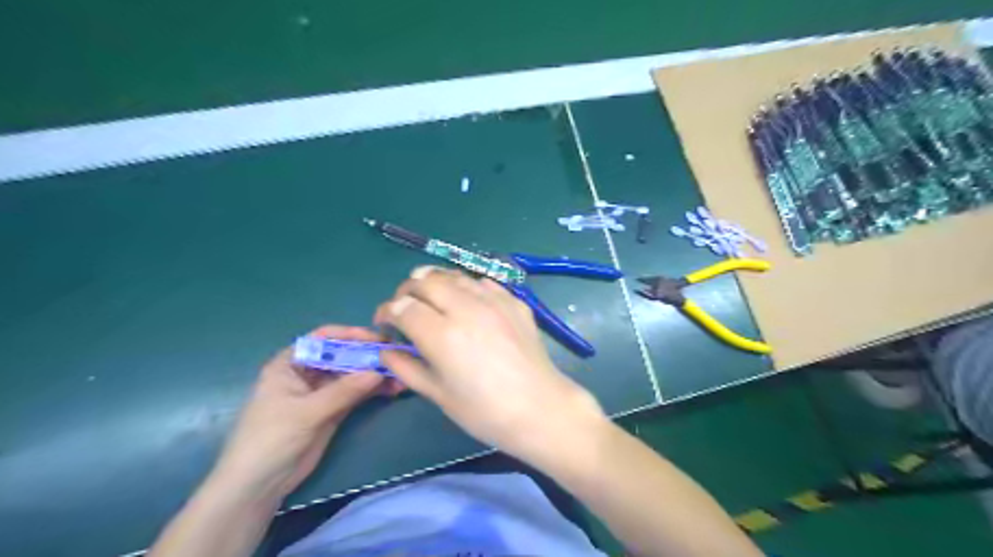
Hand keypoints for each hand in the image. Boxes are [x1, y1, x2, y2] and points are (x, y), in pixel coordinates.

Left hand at [213, 323, 401, 498]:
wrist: (258, 486)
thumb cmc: (270, 439)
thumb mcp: (306, 412)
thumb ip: (343, 391)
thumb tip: (378, 371)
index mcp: (290, 364)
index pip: (323, 339)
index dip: (350, 335)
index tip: (376, 339)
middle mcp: (308, 373)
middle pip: (343, 355)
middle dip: (369, 356)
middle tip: (396, 357)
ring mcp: (322, 392)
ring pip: (354, 375)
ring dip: (376, 374)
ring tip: (401, 377)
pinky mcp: (333, 410)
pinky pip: (358, 394)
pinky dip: (375, 391)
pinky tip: (393, 389)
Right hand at [372, 268, 604, 462]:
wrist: (539, 408)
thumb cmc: (484, 411)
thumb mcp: (438, 395)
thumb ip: (407, 368)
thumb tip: (387, 351)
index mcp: (442, 335)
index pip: (403, 307)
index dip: (387, 312)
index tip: (384, 322)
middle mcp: (466, 308)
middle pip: (425, 280)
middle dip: (406, 290)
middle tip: (405, 307)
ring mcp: (494, 301)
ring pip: (453, 275)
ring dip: (435, 282)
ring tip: (431, 298)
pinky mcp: (514, 301)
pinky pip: (482, 282)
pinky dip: (466, 287)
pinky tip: (466, 302)